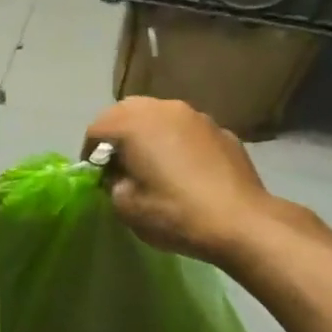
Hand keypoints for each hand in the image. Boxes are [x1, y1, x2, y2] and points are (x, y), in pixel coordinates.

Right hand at [82, 97, 287, 268]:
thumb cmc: (175, 213)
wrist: (241, 222)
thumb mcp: (126, 207)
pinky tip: (186, 171)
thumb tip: (120, 175)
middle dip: (118, 135)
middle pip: (127, 112)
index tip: (96, 177)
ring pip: (160, 116)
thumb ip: (113, 183)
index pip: (97, 128)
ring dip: (149, 135)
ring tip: (153, 164)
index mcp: (134, 123)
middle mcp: (163, 109)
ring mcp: (196, 116)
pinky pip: (187, 130)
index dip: (90, 153)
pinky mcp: (222, 130)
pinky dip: (177, 143)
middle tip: (120, 165)